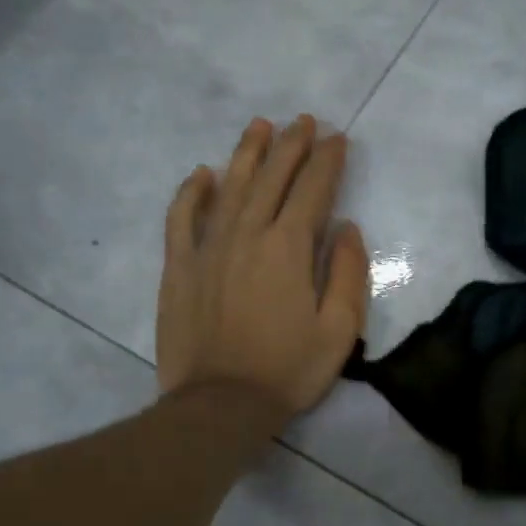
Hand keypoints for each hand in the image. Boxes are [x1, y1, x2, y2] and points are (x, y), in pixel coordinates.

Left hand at [156, 115, 368, 418]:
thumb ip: (347, 272)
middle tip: (305, 121)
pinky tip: (203, 173)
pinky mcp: (179, 266)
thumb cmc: (288, 370)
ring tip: (261, 126)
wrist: (220, 405)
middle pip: (272, 178)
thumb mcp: (339, 330)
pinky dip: (192, 192)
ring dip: (248, 153)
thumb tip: (345, 228)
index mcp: (288, 248)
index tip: (338, 139)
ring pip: (230, 186)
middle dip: (292, 145)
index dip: (328, 161)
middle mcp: (247, 234)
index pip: (313, 190)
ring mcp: (208, 247)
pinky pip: (182, 217)